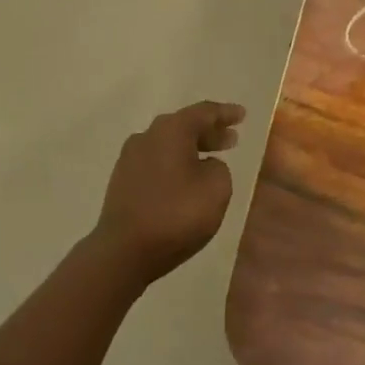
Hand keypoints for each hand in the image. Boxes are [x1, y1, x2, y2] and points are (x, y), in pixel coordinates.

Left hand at [94, 101, 244, 284]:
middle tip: (231, 139)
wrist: (123, 251)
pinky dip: (175, 163)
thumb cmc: (175, 215)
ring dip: (192, 149)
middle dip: (209, 132)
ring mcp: (131, 157)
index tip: (242, 114)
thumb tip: (205, 165)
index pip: (204, 112)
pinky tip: (185, 179)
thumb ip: (219, 168)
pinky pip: (156, 161)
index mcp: (171, 130)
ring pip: (168, 144)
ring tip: (212, 159)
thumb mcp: (216, 189)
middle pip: (184, 126)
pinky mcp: (122, 179)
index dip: (225, 113)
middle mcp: (148, 135)